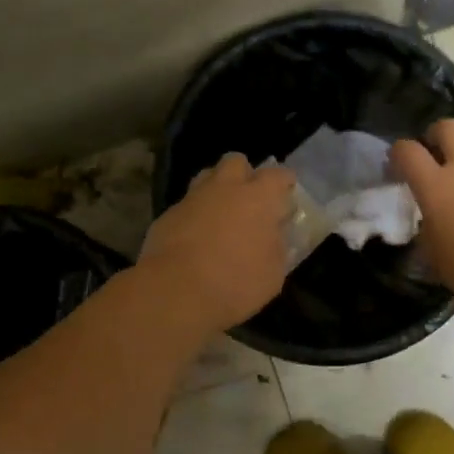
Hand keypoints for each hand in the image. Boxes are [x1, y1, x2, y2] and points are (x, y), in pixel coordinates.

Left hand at [139, 153, 297, 333]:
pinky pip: (186, 206)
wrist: (176, 292)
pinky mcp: (167, 215)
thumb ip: (276, 247)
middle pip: (236, 162)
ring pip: (206, 177)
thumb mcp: (273, 273)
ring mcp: (192, 199)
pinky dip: (194, 215)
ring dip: (216, 189)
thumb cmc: (236, 282)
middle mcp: (225, 188)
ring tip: (221, 214)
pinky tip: (195, 237)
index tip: (287, 192)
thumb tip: (273, 235)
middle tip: (249, 198)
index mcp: (258, 197)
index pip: (277, 175)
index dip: (284, 181)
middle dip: (244, 174)